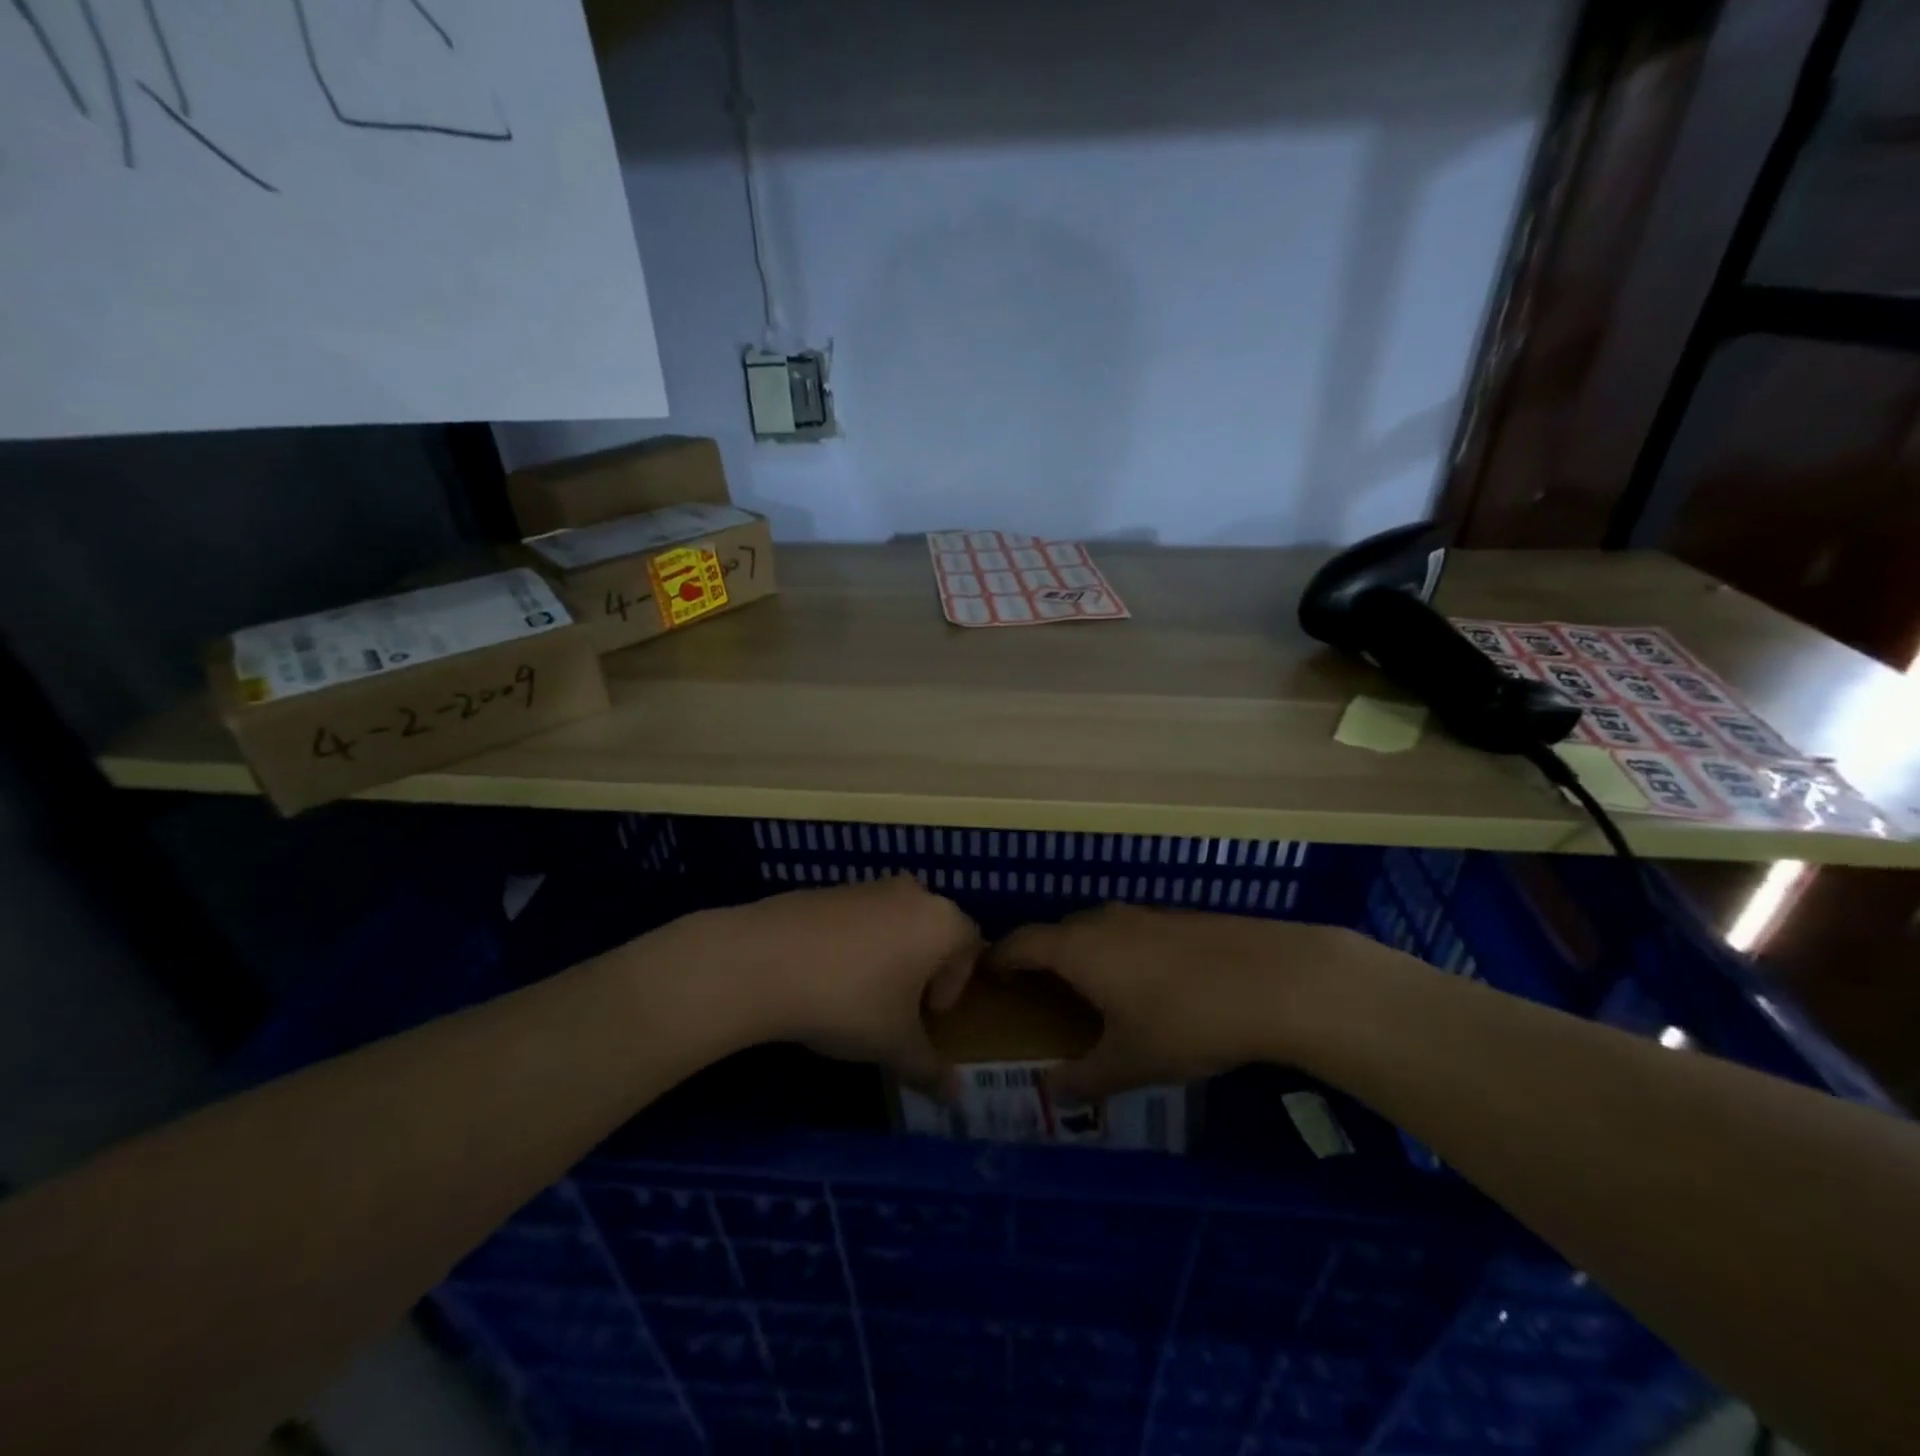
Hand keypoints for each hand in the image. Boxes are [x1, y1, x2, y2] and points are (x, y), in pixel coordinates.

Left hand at [700, 876, 981, 1092]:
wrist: (766, 960)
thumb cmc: (850, 1000)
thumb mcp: (894, 1044)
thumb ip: (930, 1068)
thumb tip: (956, 1098)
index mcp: (940, 921)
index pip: (971, 945)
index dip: (956, 984)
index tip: (929, 1015)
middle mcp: (911, 893)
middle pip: (933, 930)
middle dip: (924, 969)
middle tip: (900, 1007)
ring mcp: (867, 885)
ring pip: (895, 922)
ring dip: (890, 956)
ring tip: (860, 996)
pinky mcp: (829, 889)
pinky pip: (858, 918)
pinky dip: (855, 944)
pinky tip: (826, 977)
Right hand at [988, 905, 1411, 1101]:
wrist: (1274, 979)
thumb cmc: (1186, 1022)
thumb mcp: (1130, 1062)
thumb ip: (1084, 1079)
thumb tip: (1049, 1094)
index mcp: (1078, 949)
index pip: (1020, 943)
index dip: (999, 959)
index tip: (989, 980)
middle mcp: (1104, 921)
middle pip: (1056, 933)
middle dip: (1041, 960)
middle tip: (1039, 997)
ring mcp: (1144, 915)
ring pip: (1096, 930)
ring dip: (1083, 955)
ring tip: (1092, 994)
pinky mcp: (1179, 918)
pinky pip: (1130, 932)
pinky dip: (1119, 952)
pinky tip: (1146, 985)